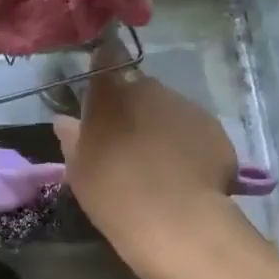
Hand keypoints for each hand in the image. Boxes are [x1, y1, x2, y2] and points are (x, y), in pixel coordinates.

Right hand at [54, 70, 244, 278]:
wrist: (173, 219)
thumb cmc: (112, 193)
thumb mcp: (80, 170)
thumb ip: (73, 140)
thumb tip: (64, 121)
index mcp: (111, 95)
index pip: (106, 58)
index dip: (105, 66)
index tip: (102, 87)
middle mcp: (150, 89)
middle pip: (140, 89)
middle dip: (134, 108)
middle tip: (127, 143)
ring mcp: (186, 107)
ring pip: (170, 109)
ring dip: (162, 126)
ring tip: (159, 164)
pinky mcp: (215, 129)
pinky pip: (196, 131)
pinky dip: (189, 145)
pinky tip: (184, 175)